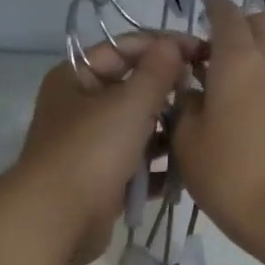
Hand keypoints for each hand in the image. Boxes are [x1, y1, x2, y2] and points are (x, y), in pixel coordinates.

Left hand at [18, 33, 195, 264]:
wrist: (58, 219)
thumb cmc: (92, 151)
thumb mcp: (129, 103)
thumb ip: (157, 72)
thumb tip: (174, 45)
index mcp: (77, 77)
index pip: (124, 48)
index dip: (164, 46)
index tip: (203, 52)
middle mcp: (80, 108)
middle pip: (132, 90)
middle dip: (168, 93)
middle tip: (207, 95)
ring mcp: (90, 146)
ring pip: (137, 130)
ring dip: (167, 133)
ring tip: (201, 133)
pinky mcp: (102, 180)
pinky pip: (137, 165)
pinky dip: (158, 167)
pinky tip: (187, 169)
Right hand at [173, 0, 264, 257]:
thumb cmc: (227, 175)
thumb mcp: (186, 141)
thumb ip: (184, 106)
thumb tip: (192, 93)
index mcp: (238, 62)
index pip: (227, 14)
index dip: (213, 7)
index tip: (200, 10)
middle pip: (259, 26)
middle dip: (237, 27)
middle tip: (208, 52)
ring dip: (249, 60)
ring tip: (220, 90)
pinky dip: (260, 87)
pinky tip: (241, 118)